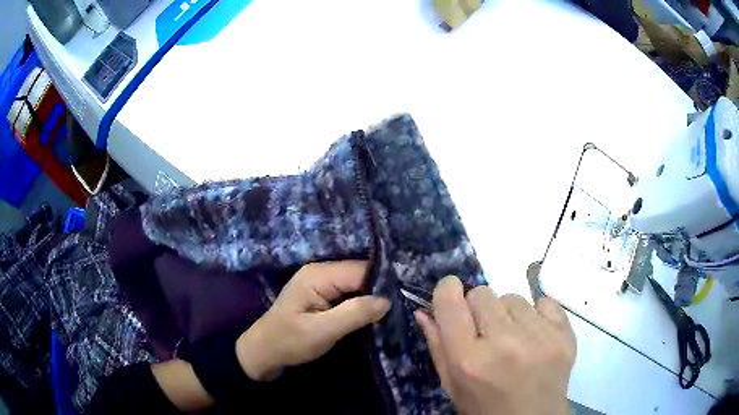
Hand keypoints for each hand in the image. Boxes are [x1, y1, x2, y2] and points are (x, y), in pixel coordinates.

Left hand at [236, 261, 389, 380]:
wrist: (264, 352)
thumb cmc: (289, 341)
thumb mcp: (321, 331)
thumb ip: (354, 314)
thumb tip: (387, 300)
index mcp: (318, 275)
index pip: (361, 270)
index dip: (383, 284)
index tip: (403, 300)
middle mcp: (321, 272)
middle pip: (360, 275)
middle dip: (379, 291)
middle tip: (401, 308)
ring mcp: (321, 283)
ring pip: (357, 284)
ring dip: (371, 298)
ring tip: (392, 312)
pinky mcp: (323, 295)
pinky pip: (349, 293)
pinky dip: (361, 303)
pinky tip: (374, 315)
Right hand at [416, 276, 575, 414]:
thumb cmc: (485, 408)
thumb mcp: (452, 385)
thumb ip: (438, 347)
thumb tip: (424, 310)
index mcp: (469, 361)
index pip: (451, 302)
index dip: (448, 292)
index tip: (451, 297)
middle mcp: (505, 344)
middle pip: (483, 293)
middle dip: (478, 308)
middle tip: (486, 331)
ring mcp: (539, 337)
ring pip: (513, 297)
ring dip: (508, 314)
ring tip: (514, 339)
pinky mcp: (564, 333)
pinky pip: (544, 302)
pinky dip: (536, 314)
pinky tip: (535, 336)